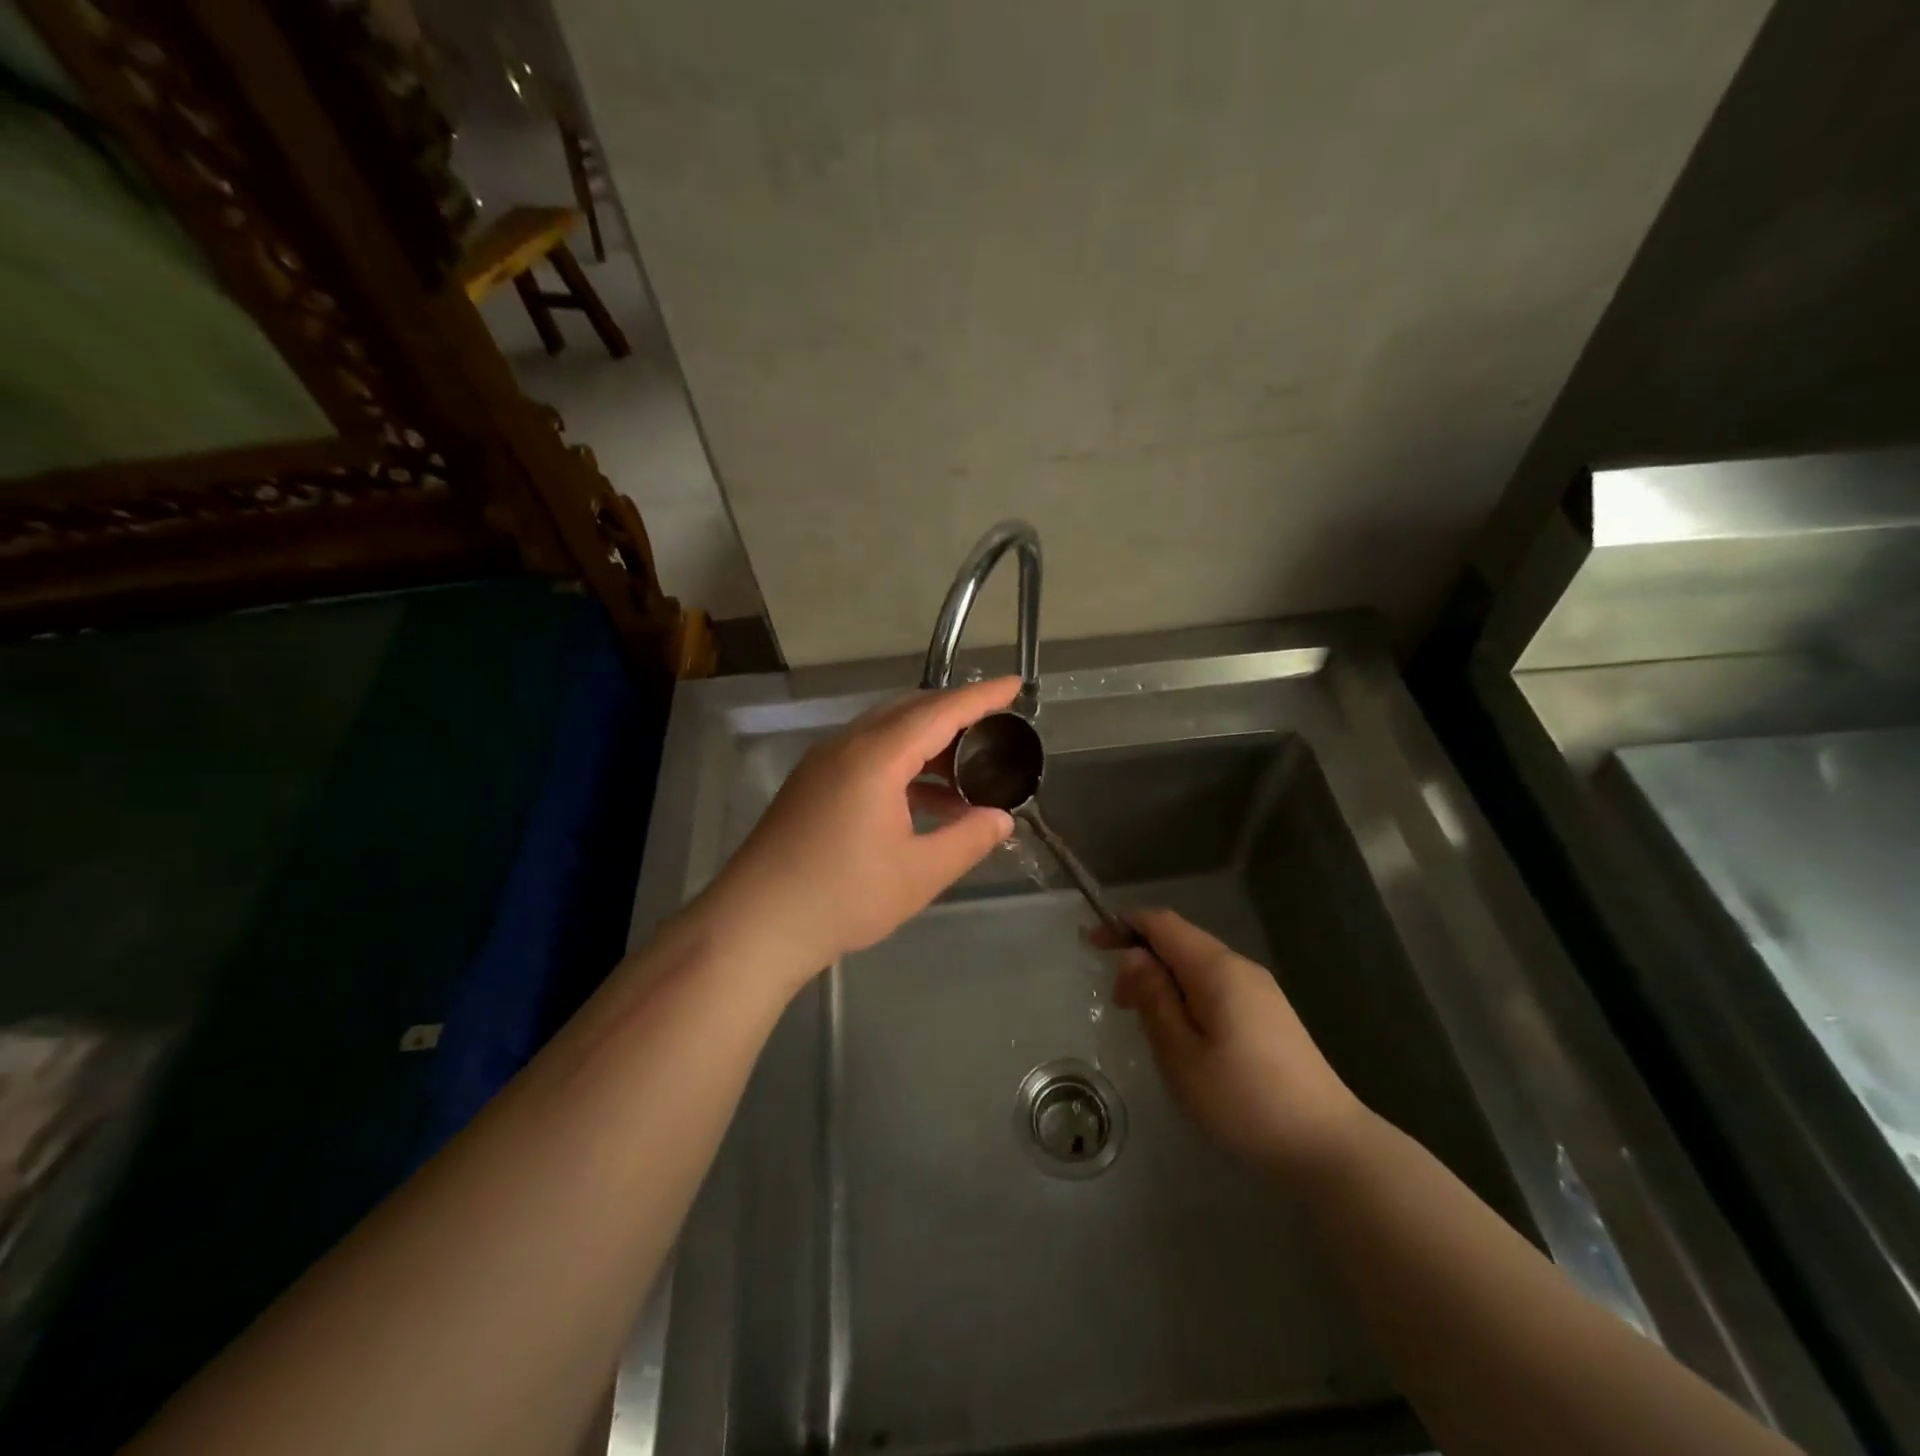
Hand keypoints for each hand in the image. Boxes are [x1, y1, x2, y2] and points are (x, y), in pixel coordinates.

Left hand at [694, 677, 1019, 989]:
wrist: (755, 924)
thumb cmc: (842, 897)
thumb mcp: (919, 873)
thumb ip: (967, 839)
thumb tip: (1001, 818)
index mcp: (876, 756)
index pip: (939, 712)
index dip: (981, 698)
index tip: (1014, 685)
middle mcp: (847, 746)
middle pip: (909, 712)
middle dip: (955, 714)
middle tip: (995, 727)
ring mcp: (823, 764)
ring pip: (886, 734)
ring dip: (928, 744)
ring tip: (967, 774)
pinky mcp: (811, 785)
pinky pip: (867, 756)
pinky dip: (902, 766)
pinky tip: (924, 801)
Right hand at [1099, 910, 1365, 1174]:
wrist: (1327, 1145)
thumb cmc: (1244, 1101)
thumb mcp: (1181, 1054)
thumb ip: (1154, 998)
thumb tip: (1134, 956)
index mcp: (1217, 969)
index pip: (1163, 923)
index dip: (1124, 925)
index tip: (1093, 944)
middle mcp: (1240, 967)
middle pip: (1181, 940)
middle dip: (1141, 957)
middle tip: (1118, 1003)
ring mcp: (1260, 990)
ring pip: (1198, 965)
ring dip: (1164, 979)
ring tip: (1145, 1021)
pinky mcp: (1270, 1013)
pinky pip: (1216, 985)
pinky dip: (1187, 994)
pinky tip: (1182, 1032)